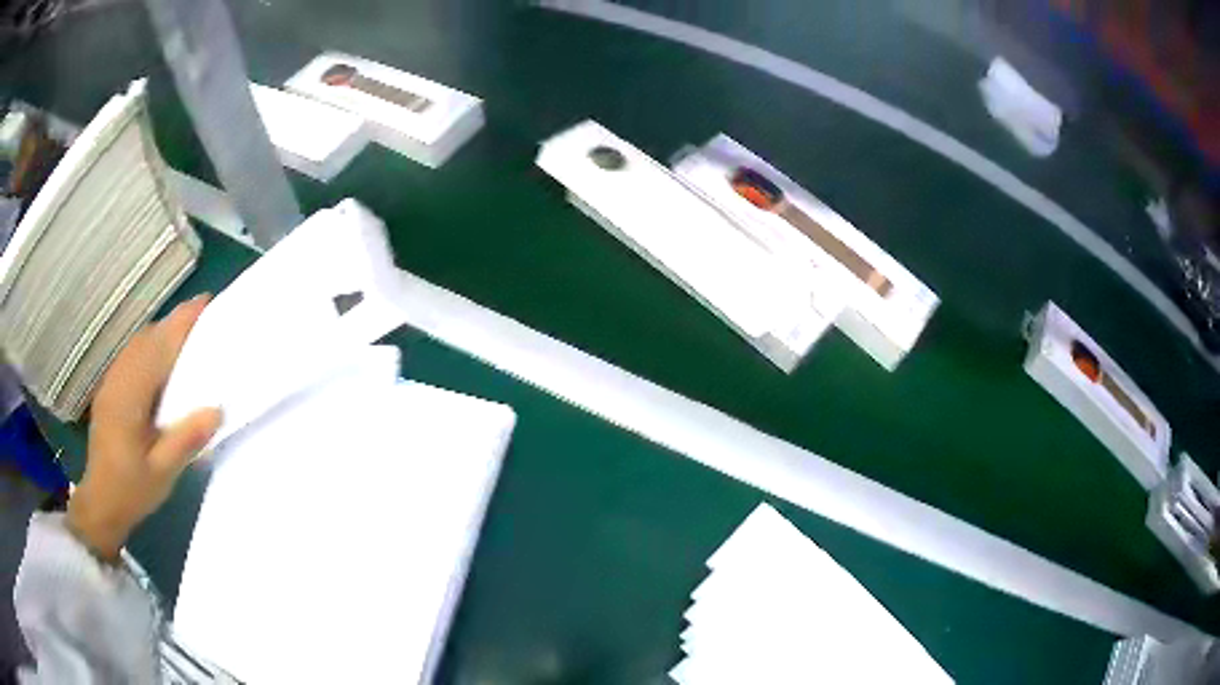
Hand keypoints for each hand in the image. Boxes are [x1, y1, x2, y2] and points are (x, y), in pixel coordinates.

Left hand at [66, 294, 221, 561]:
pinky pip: (131, 356)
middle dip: (174, 324)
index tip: (206, 303)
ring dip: (162, 335)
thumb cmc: (131, 490)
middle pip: (147, 338)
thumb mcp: (162, 473)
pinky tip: (160, 364)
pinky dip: (149, 348)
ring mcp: (111, 383)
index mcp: (129, 395)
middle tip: (204, 323)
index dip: (181, 323)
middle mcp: (118, 379)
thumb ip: (186, 440)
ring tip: (187, 340)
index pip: (157, 347)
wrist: (100, 504)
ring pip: (138, 344)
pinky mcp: (109, 391)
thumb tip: (216, 410)